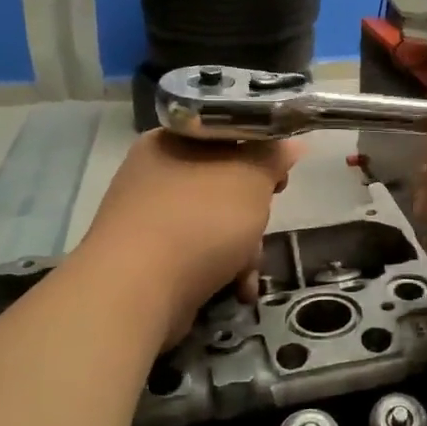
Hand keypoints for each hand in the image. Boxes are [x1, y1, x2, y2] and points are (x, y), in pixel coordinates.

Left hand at [82, 131, 298, 340]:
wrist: (136, 292)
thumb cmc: (199, 220)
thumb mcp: (250, 180)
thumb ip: (272, 158)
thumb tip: (291, 142)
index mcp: (172, 141)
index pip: (225, 134)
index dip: (259, 151)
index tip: (280, 175)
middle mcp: (154, 174)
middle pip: (223, 182)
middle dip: (252, 211)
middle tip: (264, 222)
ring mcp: (147, 217)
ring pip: (213, 221)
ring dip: (241, 247)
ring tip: (248, 271)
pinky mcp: (147, 257)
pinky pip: (196, 252)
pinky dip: (219, 268)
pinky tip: (236, 288)